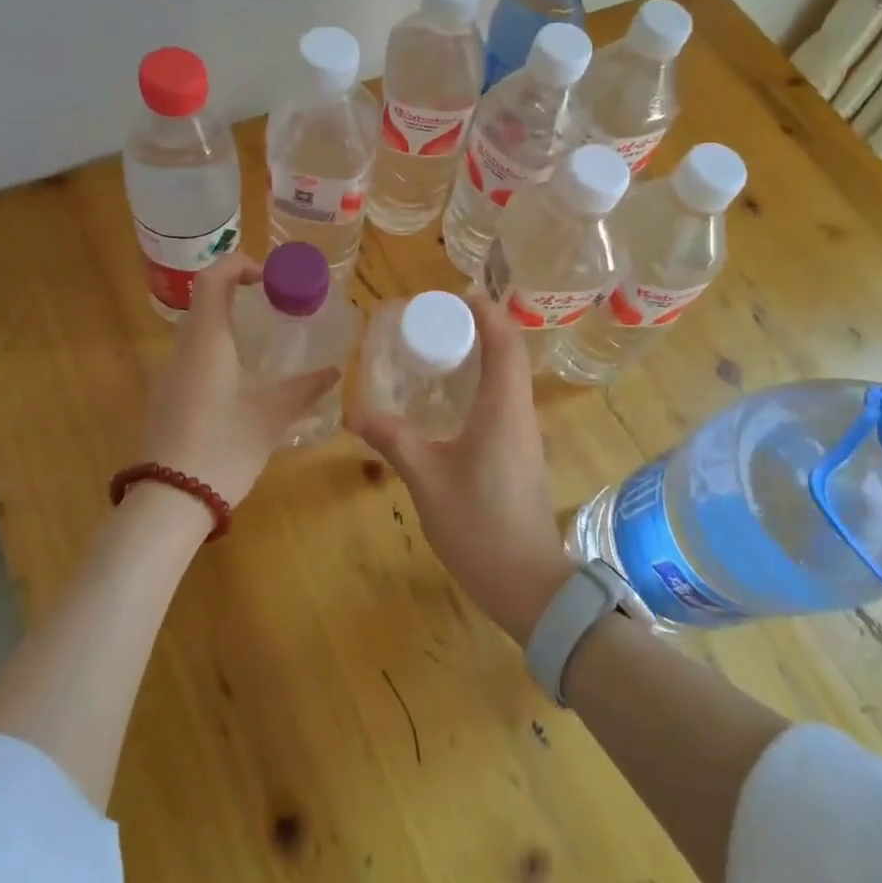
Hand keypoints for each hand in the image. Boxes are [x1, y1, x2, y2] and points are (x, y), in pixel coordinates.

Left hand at [139, 252, 340, 507]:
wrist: (171, 501)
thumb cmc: (225, 446)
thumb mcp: (272, 415)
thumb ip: (305, 388)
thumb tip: (334, 370)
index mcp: (207, 340)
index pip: (213, 277)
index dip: (240, 265)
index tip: (270, 279)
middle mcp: (182, 348)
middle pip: (206, 301)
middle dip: (241, 294)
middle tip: (278, 308)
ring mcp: (168, 374)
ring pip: (198, 331)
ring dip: (230, 325)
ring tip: (266, 344)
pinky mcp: (165, 398)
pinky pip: (192, 358)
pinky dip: (218, 351)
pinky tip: (242, 382)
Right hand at [351, 295, 573, 641]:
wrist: (526, 583)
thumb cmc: (478, 524)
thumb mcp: (426, 479)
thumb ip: (393, 439)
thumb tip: (355, 411)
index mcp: (503, 407)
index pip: (505, 339)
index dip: (484, 310)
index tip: (451, 298)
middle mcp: (521, 412)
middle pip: (510, 352)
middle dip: (478, 328)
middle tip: (434, 325)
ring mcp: (525, 434)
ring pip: (510, 378)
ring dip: (482, 356)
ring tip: (439, 355)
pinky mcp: (522, 454)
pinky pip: (505, 402)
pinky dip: (482, 385)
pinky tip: (451, 403)